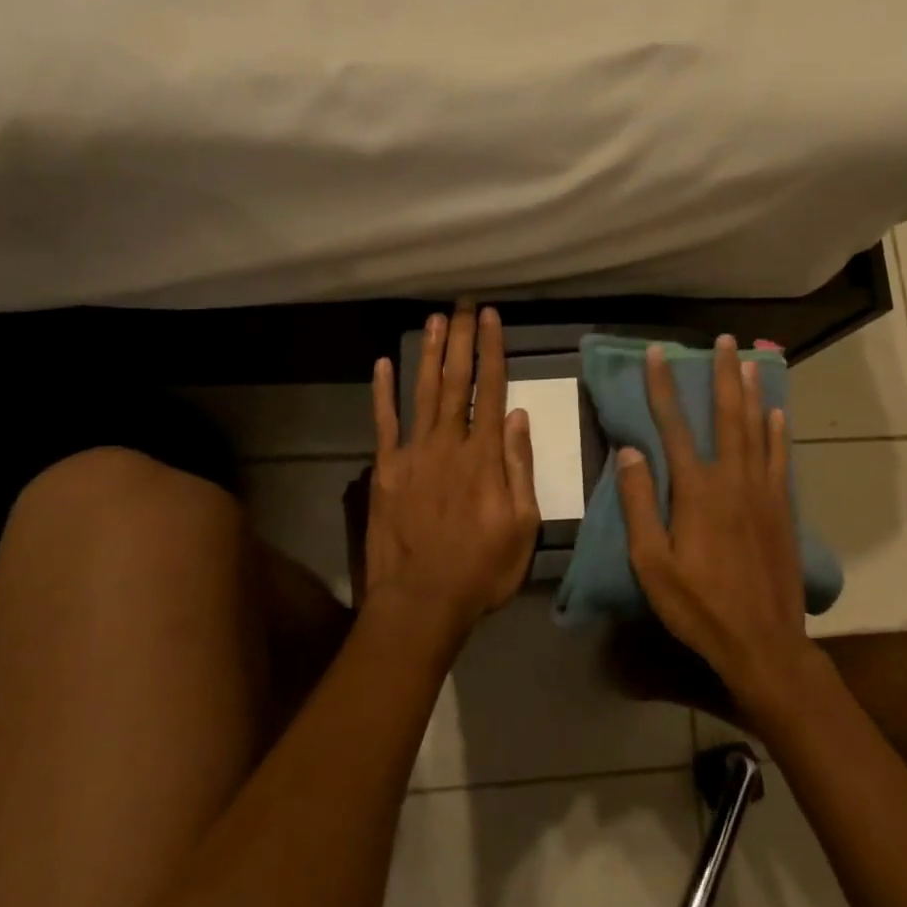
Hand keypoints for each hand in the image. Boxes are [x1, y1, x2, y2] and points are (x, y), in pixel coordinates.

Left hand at [363, 305, 541, 638]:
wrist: (421, 601)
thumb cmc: (481, 568)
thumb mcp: (522, 525)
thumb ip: (519, 467)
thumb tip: (518, 416)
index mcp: (484, 455)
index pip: (490, 389)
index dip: (491, 350)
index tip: (491, 318)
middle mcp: (448, 443)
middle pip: (456, 381)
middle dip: (460, 339)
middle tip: (462, 305)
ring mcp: (412, 454)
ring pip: (423, 391)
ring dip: (430, 354)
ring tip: (435, 321)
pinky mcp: (385, 470)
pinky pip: (384, 423)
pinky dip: (383, 392)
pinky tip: (384, 364)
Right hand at [617, 337, 817, 715]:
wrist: (763, 642)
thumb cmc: (699, 605)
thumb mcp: (651, 563)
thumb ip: (639, 505)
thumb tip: (629, 451)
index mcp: (697, 490)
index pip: (674, 426)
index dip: (664, 387)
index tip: (658, 353)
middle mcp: (733, 479)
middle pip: (727, 415)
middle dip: (723, 374)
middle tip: (724, 340)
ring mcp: (763, 491)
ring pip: (757, 429)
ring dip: (753, 392)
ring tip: (751, 361)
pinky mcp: (783, 508)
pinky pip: (781, 459)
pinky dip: (778, 432)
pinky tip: (778, 413)